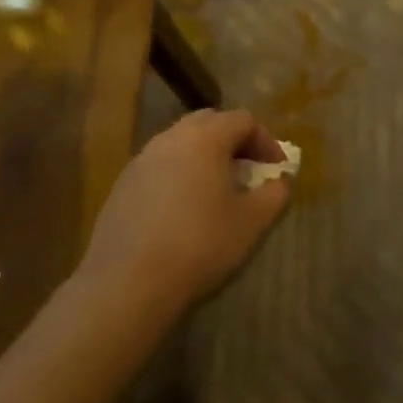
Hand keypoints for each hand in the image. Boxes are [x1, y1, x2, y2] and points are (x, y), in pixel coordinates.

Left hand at [79, 109, 291, 316]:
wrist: (127, 281)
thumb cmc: (200, 245)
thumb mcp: (251, 223)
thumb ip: (274, 195)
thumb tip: (281, 181)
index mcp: (205, 138)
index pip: (242, 120)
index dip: (265, 141)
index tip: (276, 169)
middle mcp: (171, 138)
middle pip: (208, 122)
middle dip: (233, 141)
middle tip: (248, 170)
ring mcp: (141, 160)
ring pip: (180, 143)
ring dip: (204, 156)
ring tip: (216, 189)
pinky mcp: (122, 184)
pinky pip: (159, 165)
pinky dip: (179, 174)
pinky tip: (183, 209)